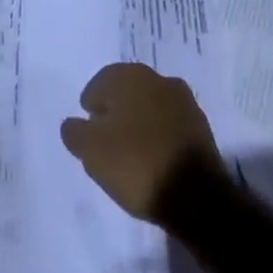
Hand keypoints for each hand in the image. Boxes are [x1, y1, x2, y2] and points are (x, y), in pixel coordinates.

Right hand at [60, 63, 220, 221]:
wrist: (197, 197)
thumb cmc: (137, 165)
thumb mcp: (93, 153)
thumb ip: (75, 133)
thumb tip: (71, 124)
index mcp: (129, 76)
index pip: (101, 83)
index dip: (92, 105)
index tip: (88, 127)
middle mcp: (156, 78)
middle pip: (128, 91)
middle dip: (116, 109)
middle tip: (107, 137)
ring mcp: (183, 100)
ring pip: (151, 105)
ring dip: (140, 120)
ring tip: (132, 150)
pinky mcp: (201, 126)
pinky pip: (170, 123)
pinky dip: (160, 134)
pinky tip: (155, 156)